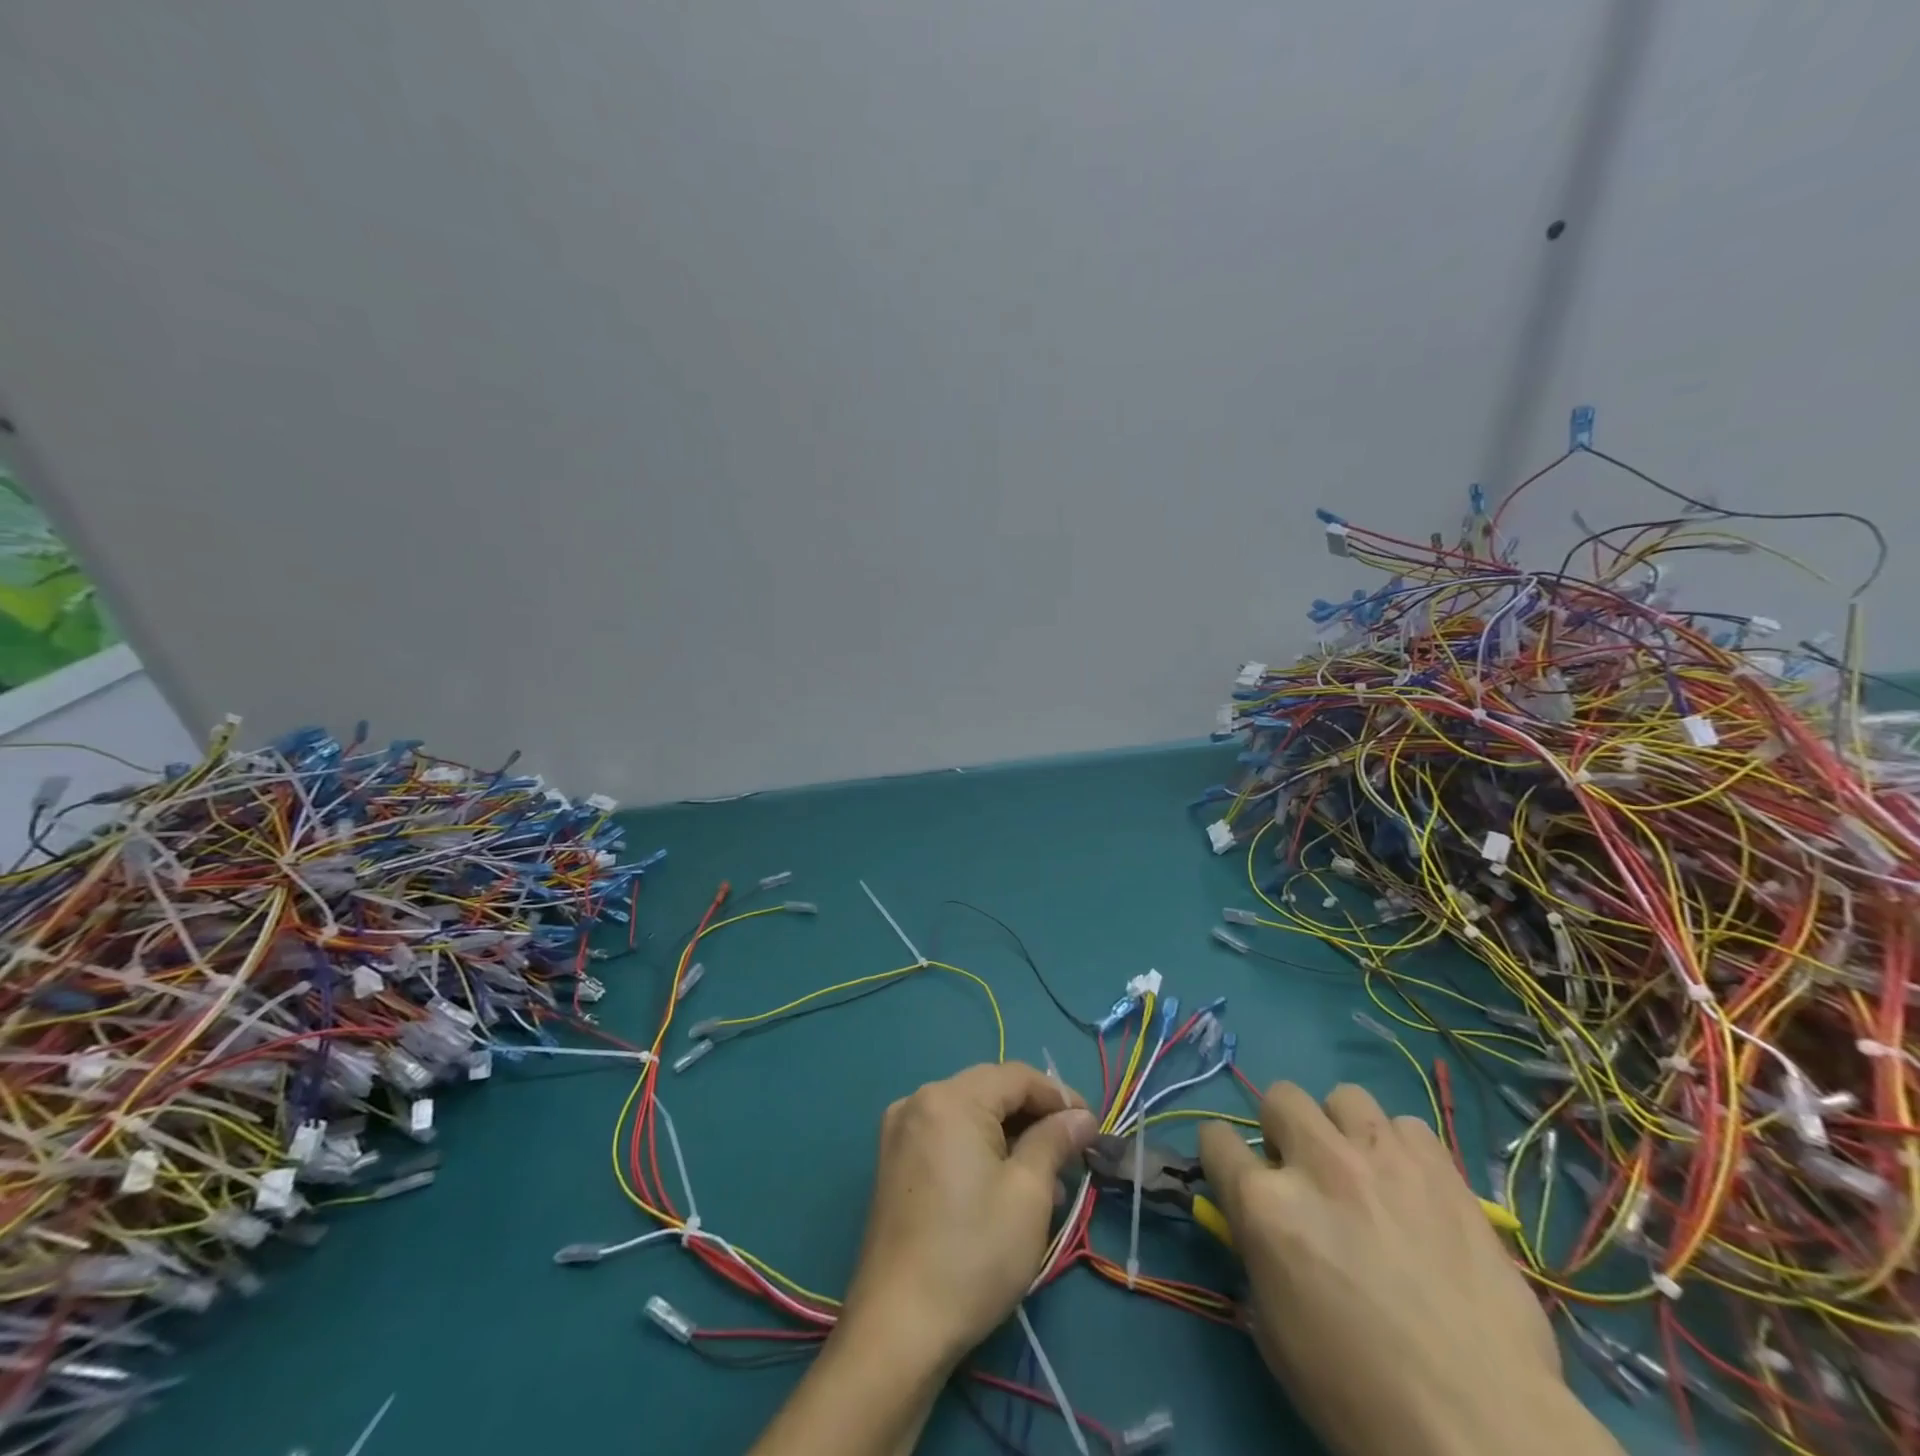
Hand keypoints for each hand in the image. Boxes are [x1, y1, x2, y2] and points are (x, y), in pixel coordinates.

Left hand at [839, 1061, 1098, 1364]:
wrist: (898, 1328)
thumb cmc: (973, 1255)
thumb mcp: (1028, 1194)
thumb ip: (1055, 1141)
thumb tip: (1081, 1116)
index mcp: (950, 1098)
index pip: (1016, 1076)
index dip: (1059, 1096)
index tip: (1092, 1128)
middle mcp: (919, 1100)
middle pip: (991, 1091)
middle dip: (1036, 1118)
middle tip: (1074, 1156)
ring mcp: (901, 1130)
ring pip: (971, 1115)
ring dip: (1011, 1138)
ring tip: (1049, 1184)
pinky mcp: (894, 1162)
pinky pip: (948, 1136)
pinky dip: (981, 1150)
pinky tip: (1007, 1187)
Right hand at [1199, 1082, 1622, 1455]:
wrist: (1482, 1429)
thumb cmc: (1360, 1394)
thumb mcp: (1274, 1328)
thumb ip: (1258, 1253)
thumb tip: (1261, 1223)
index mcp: (1264, 1205)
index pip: (1216, 1139)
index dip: (1223, 1157)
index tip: (1237, 1176)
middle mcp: (1315, 1164)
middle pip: (1279, 1098)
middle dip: (1284, 1131)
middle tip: (1306, 1174)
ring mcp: (1381, 1158)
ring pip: (1344, 1098)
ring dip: (1343, 1130)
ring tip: (1364, 1173)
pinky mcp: (1440, 1169)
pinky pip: (1407, 1126)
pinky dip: (1402, 1150)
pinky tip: (1414, 1189)